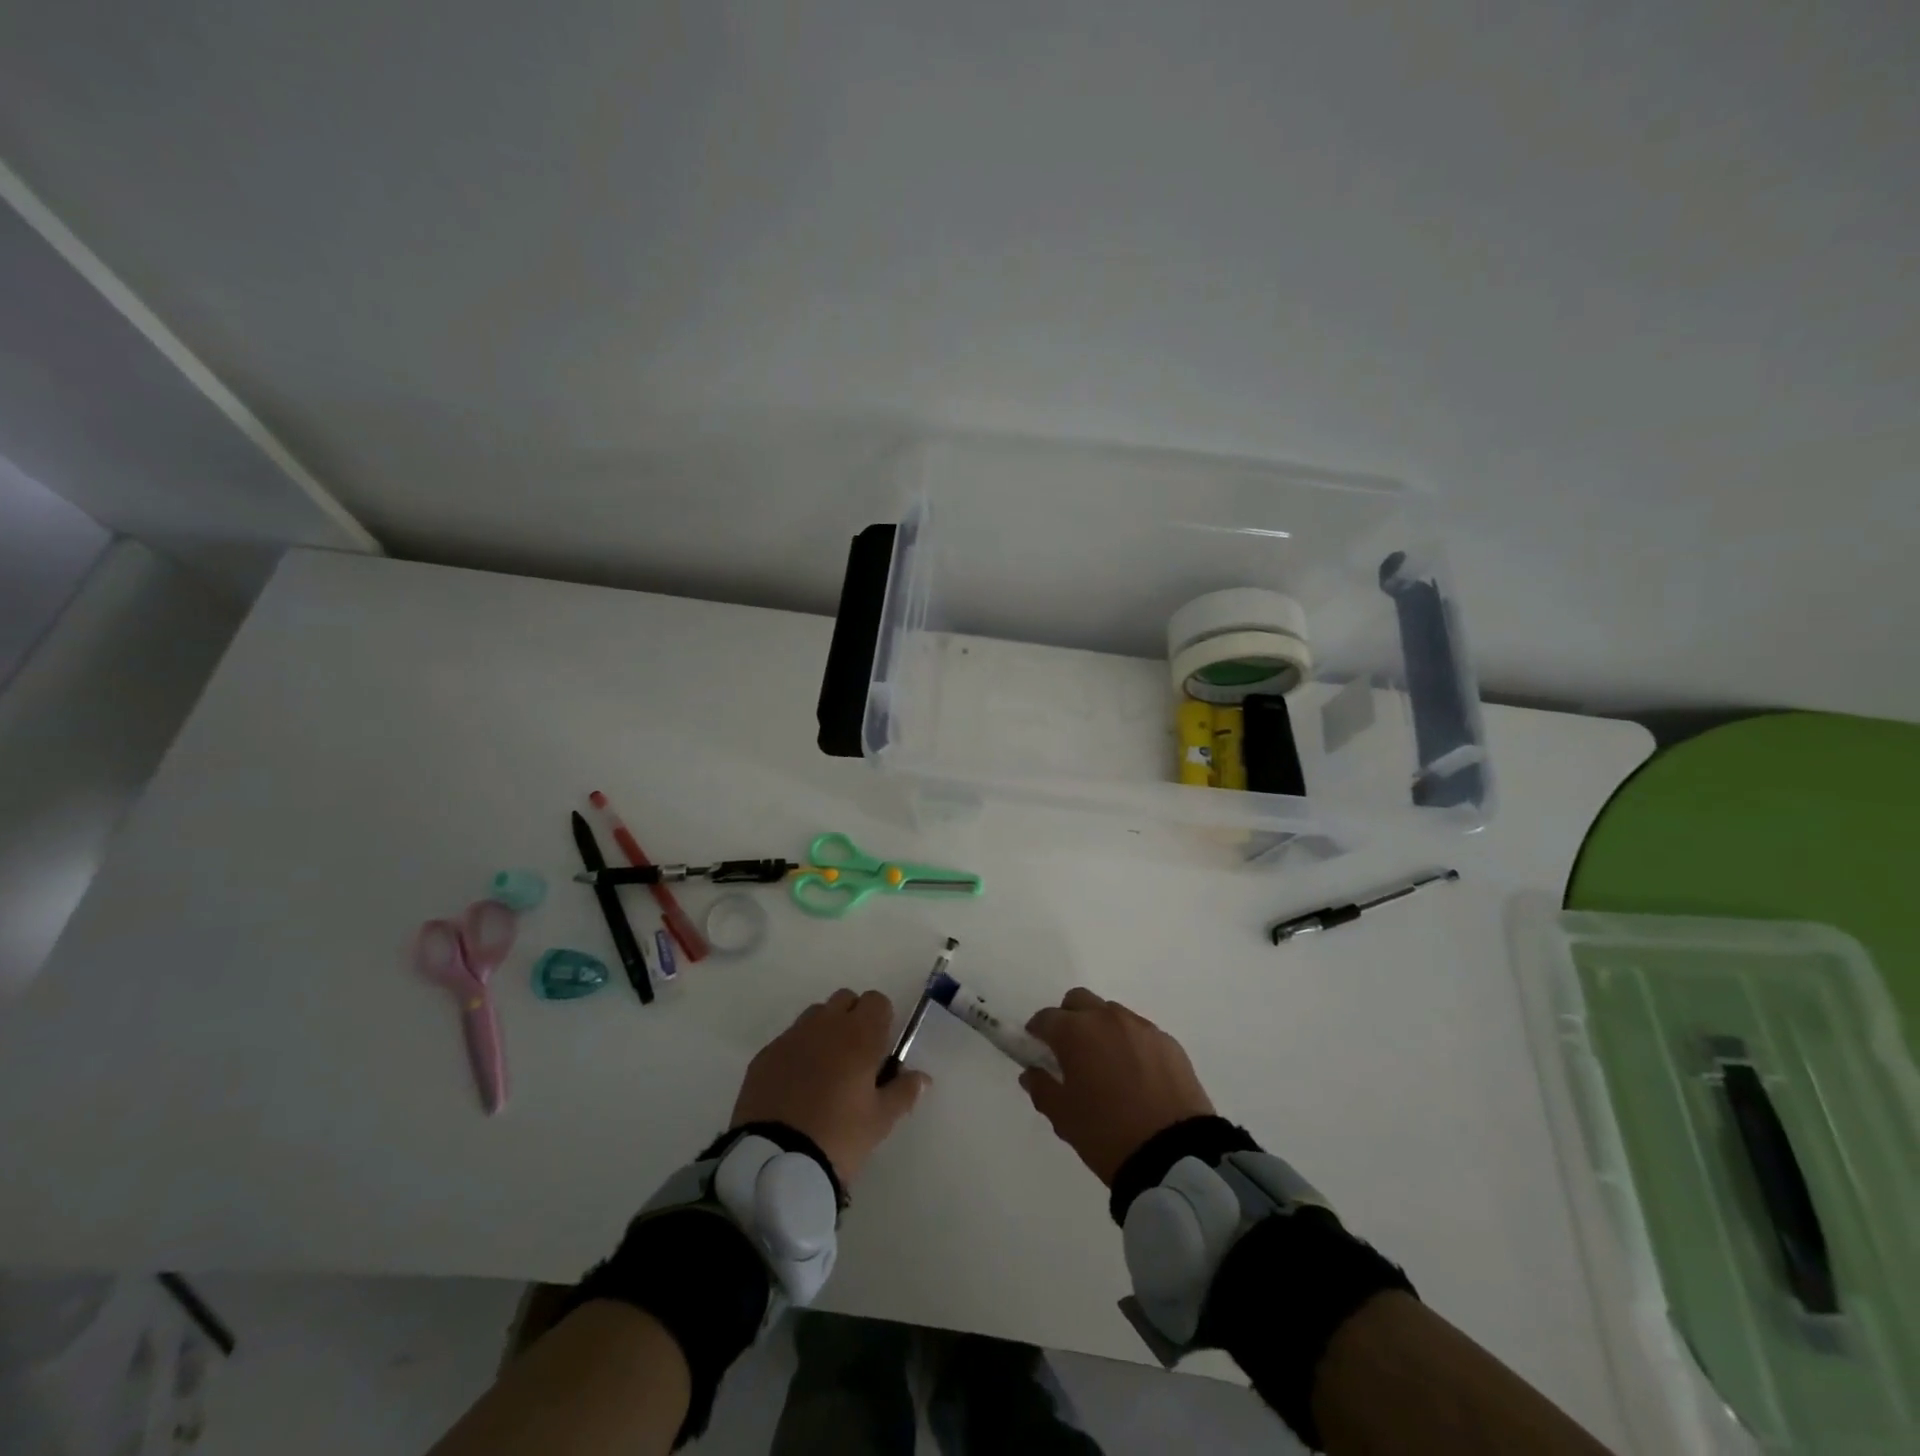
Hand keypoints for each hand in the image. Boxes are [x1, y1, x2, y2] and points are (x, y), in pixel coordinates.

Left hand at [730, 989, 930, 1185]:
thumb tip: (922, 1077)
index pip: (877, 1001)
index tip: (880, 1050)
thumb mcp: (880, 1121)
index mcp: (859, 1035)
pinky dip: (797, 1052)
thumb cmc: (839, 1137)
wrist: (775, 1161)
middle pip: (845, 1000)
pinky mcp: (764, 1055)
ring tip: (825, 1071)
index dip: (881, 1020)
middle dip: (853, 1018)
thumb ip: (904, 1092)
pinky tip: (796, 1086)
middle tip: (856, 1058)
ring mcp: (791, 1037)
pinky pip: (788, 1040)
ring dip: (825, 1031)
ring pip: (815, 1016)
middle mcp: (825, 1025)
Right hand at [1021, 988, 1214, 1185]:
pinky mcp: (1169, 1042)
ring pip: (1112, 1014)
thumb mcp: (1064, 1118)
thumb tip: (1032, 1073)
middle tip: (1070, 1051)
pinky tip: (1136, 1074)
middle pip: (1079, 1001)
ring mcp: (1141, 1027)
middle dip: (1069, 1019)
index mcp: (1075, 1032)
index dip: (1037, 1032)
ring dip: (1101, 1029)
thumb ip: (1042, 1088)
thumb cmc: (1107, 1133)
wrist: (1174, 1155)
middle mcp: (1107, 1018)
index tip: (1037, 1049)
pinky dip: (1130, 1044)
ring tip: (1106, 1064)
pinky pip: (1140, 1033)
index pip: (1046, 1018)